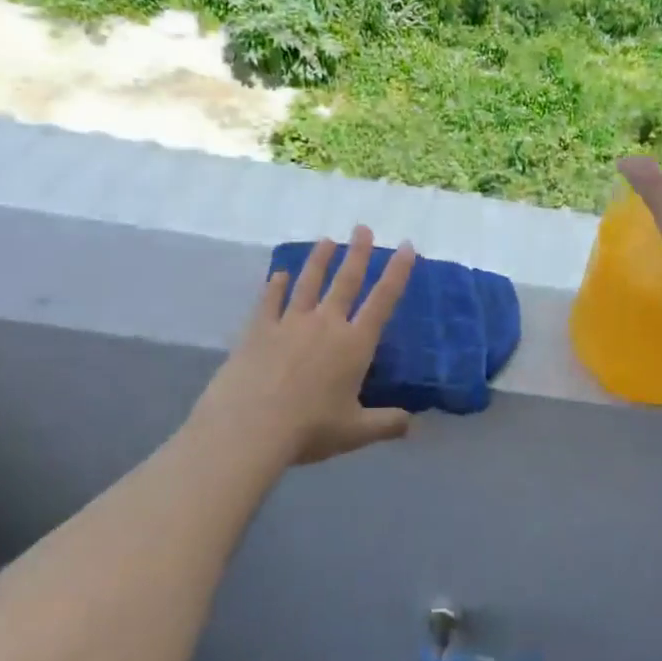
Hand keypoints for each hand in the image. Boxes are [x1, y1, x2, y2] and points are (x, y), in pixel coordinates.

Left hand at [191, 227, 416, 466]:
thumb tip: (412, 424)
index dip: (398, 272)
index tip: (407, 246)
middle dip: (358, 253)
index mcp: (355, 345)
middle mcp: (326, 324)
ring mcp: (289, 323)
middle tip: (363, 228)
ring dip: (319, 260)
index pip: (383, 300)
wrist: (249, 428)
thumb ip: (386, 424)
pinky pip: (270, 301)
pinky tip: (277, 274)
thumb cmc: (309, 429)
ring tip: (327, 240)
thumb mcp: (356, 432)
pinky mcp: (258, 330)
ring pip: (308, 282)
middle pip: (346, 281)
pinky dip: (275, 286)